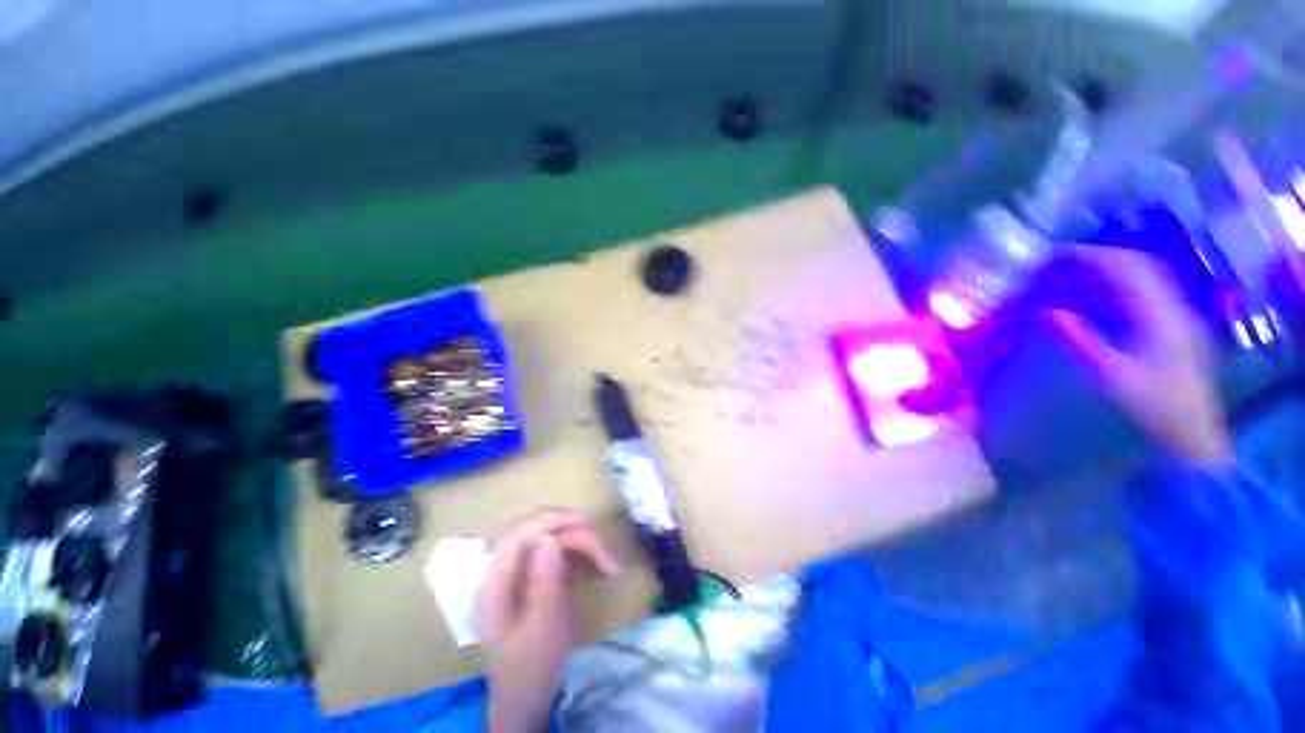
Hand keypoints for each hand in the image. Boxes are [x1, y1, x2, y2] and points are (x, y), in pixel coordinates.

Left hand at [479, 510, 620, 732]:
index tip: (581, 523)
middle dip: (574, 533)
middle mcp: (506, 571)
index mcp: (495, 586)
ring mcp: (522, 570)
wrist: (525, 696)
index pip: (516, 536)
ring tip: (608, 564)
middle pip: (538, 531)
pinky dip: (582, 551)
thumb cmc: (530, 670)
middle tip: (605, 555)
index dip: (547, 521)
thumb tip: (551, 542)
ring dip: (583, 543)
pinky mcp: (538, 573)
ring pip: (554, 537)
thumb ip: (544, 588)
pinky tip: (599, 565)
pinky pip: (561, 549)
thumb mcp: (540, 635)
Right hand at [1047, 247, 1230, 463]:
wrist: (1193, 434)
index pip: (1127, 268)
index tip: (1055, 255)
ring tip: (1075, 271)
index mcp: (1162, 315)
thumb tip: (1043, 311)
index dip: (1091, 255)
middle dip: (1099, 256)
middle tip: (1060, 261)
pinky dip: (1120, 284)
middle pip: (1138, 264)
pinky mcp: (1177, 326)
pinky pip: (1147, 292)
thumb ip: (1079, 340)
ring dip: (1110, 267)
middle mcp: (1175, 306)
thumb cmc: (1153, 407)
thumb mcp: (1111, 376)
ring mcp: (1180, 315)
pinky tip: (1100, 293)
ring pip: (1145, 275)